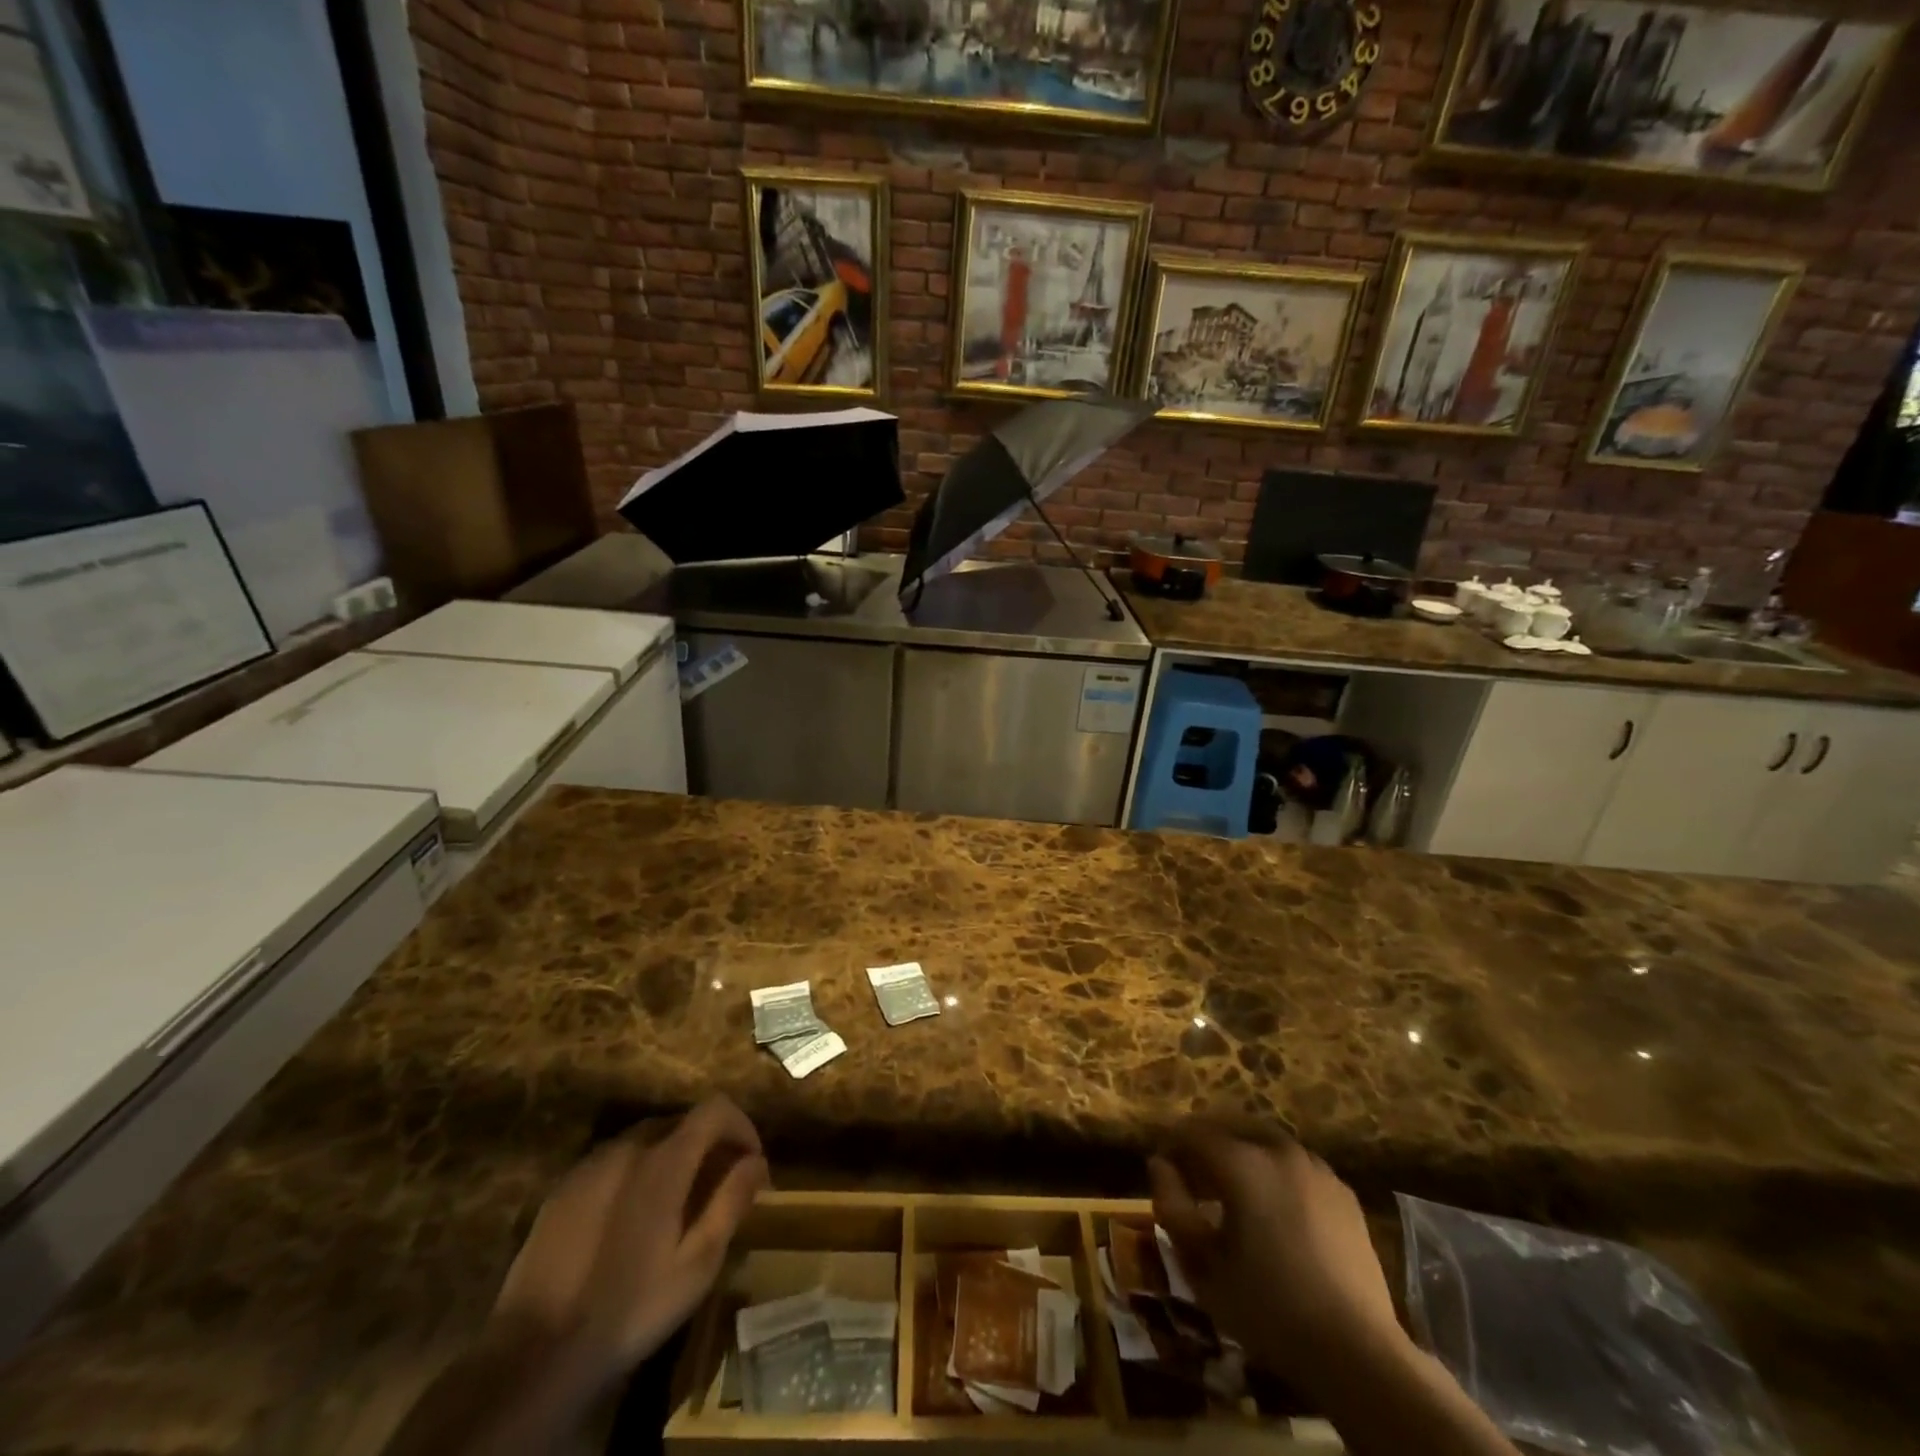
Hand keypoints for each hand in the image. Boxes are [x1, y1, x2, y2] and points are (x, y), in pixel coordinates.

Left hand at [493, 1096, 769, 1383]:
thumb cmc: (629, 1308)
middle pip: (680, 1122)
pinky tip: (631, 1219)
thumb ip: (731, 1203)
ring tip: (677, 1201)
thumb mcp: (696, 1264)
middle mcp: (628, 1148)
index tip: (751, 1161)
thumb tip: (756, 1162)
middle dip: (708, 1143)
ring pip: (645, 1139)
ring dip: (671, 1156)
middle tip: (719, 1185)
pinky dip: (636, 1172)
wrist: (534, 1355)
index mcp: (664, 1161)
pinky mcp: (563, 1188)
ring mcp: (590, 1165)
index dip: (741, 1125)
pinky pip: (612, 1161)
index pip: (715, 1109)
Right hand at [1149, 1124, 1404, 1392]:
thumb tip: (1159, 1165)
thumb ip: (1173, 1206)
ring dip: (1241, 1152)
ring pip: (1266, 1140)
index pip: (1193, 1131)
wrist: (1357, 1352)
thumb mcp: (1202, 1264)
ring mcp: (1316, 1168)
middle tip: (1193, 1175)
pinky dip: (1275, 1170)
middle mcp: (1278, 1150)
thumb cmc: (1268, 1307)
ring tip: (1232, 1190)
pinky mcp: (1343, 1193)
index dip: (1171, 1144)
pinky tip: (1274, 1208)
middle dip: (1206, 1141)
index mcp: (1242, 1162)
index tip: (1163, 1169)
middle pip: (1230, 1125)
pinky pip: (1296, 1164)